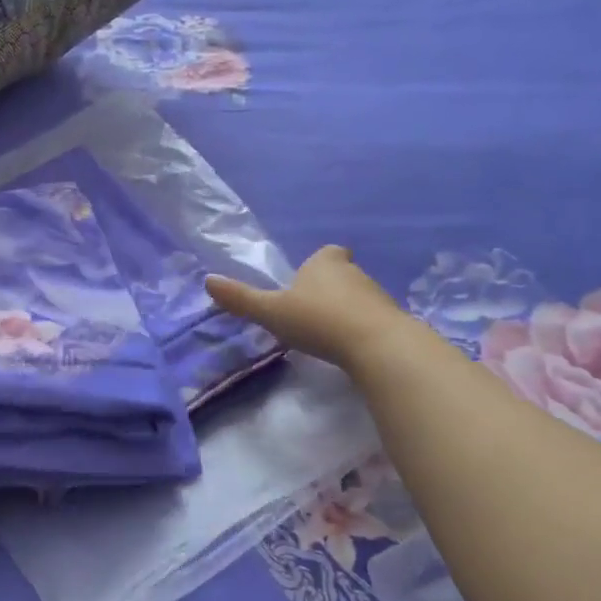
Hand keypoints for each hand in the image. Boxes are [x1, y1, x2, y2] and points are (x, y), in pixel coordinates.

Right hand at [207, 246, 410, 374]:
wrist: (378, 345)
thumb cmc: (319, 320)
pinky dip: (362, 329)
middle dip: (329, 288)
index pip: (326, 253)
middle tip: (311, 311)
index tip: (308, 280)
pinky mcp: (393, 320)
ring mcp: (377, 295)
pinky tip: (350, 348)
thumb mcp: (272, 311)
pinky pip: (373, 319)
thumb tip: (208, 281)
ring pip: (358, 297)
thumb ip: (242, 299)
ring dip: (346, 310)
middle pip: (342, 274)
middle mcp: (354, 272)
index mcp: (325, 262)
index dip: (318, 264)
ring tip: (329, 333)